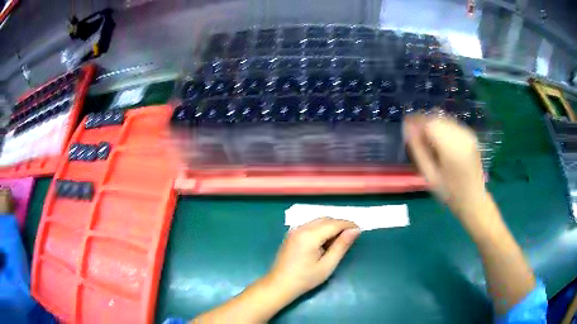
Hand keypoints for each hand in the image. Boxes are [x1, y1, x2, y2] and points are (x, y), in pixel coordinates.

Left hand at [266, 217, 359, 299]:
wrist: (279, 285)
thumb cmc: (305, 278)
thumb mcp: (327, 265)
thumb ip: (341, 246)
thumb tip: (355, 230)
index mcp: (309, 235)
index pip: (334, 224)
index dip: (348, 225)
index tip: (360, 230)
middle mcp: (301, 228)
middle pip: (325, 219)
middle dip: (340, 225)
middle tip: (351, 236)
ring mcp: (294, 230)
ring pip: (318, 221)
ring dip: (330, 226)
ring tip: (339, 240)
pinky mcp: (291, 234)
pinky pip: (310, 225)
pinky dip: (321, 229)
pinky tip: (325, 241)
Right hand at [403, 114, 486, 219]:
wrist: (473, 199)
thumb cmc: (449, 192)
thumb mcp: (430, 175)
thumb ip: (418, 150)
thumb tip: (407, 128)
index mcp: (451, 147)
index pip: (429, 123)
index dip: (415, 120)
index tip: (405, 124)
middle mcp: (461, 135)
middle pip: (437, 118)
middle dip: (424, 122)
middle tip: (415, 135)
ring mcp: (468, 134)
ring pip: (444, 118)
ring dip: (433, 124)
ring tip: (427, 139)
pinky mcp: (470, 135)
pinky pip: (452, 123)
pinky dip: (442, 127)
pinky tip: (440, 141)